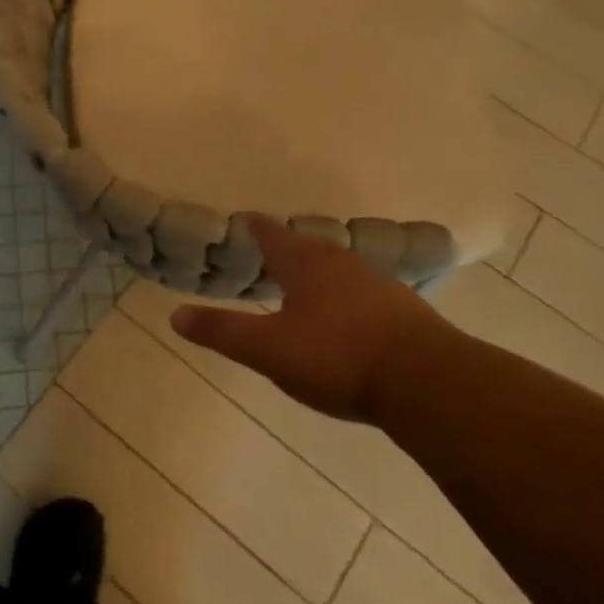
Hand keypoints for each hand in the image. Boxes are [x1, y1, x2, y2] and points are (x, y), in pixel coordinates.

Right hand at [170, 217, 458, 424]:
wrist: (428, 382)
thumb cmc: (337, 357)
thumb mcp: (269, 349)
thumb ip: (222, 331)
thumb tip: (174, 314)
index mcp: (304, 262)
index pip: (271, 233)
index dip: (254, 227)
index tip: (243, 221)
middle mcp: (340, 262)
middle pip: (306, 247)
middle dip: (285, 250)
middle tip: (267, 256)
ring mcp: (377, 282)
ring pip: (336, 268)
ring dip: (316, 273)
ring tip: (302, 285)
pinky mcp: (403, 309)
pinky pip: (362, 292)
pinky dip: (344, 296)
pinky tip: (345, 318)